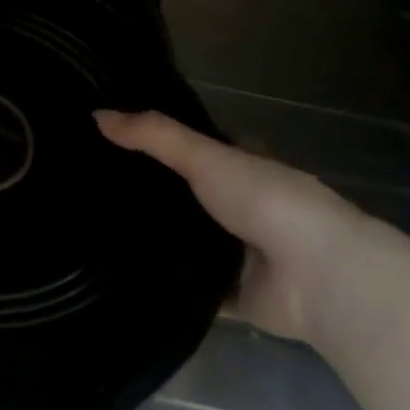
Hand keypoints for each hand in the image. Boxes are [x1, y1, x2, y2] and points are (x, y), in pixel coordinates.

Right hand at [95, 109, 375, 342]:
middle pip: (186, 197)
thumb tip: (95, 114)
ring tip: (94, 232)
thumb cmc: (267, 202)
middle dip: (149, 196)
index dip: (158, 145)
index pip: (194, 150)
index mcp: (243, 167)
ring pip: (187, 243)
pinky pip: (191, 288)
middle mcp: (242, 207)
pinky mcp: (234, 294)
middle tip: (91, 191)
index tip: (109, 144)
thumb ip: (154, 136)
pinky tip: (121, 278)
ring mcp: (240, 253)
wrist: (318, 277)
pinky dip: (166, 285)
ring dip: (155, 240)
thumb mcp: (205, 157)